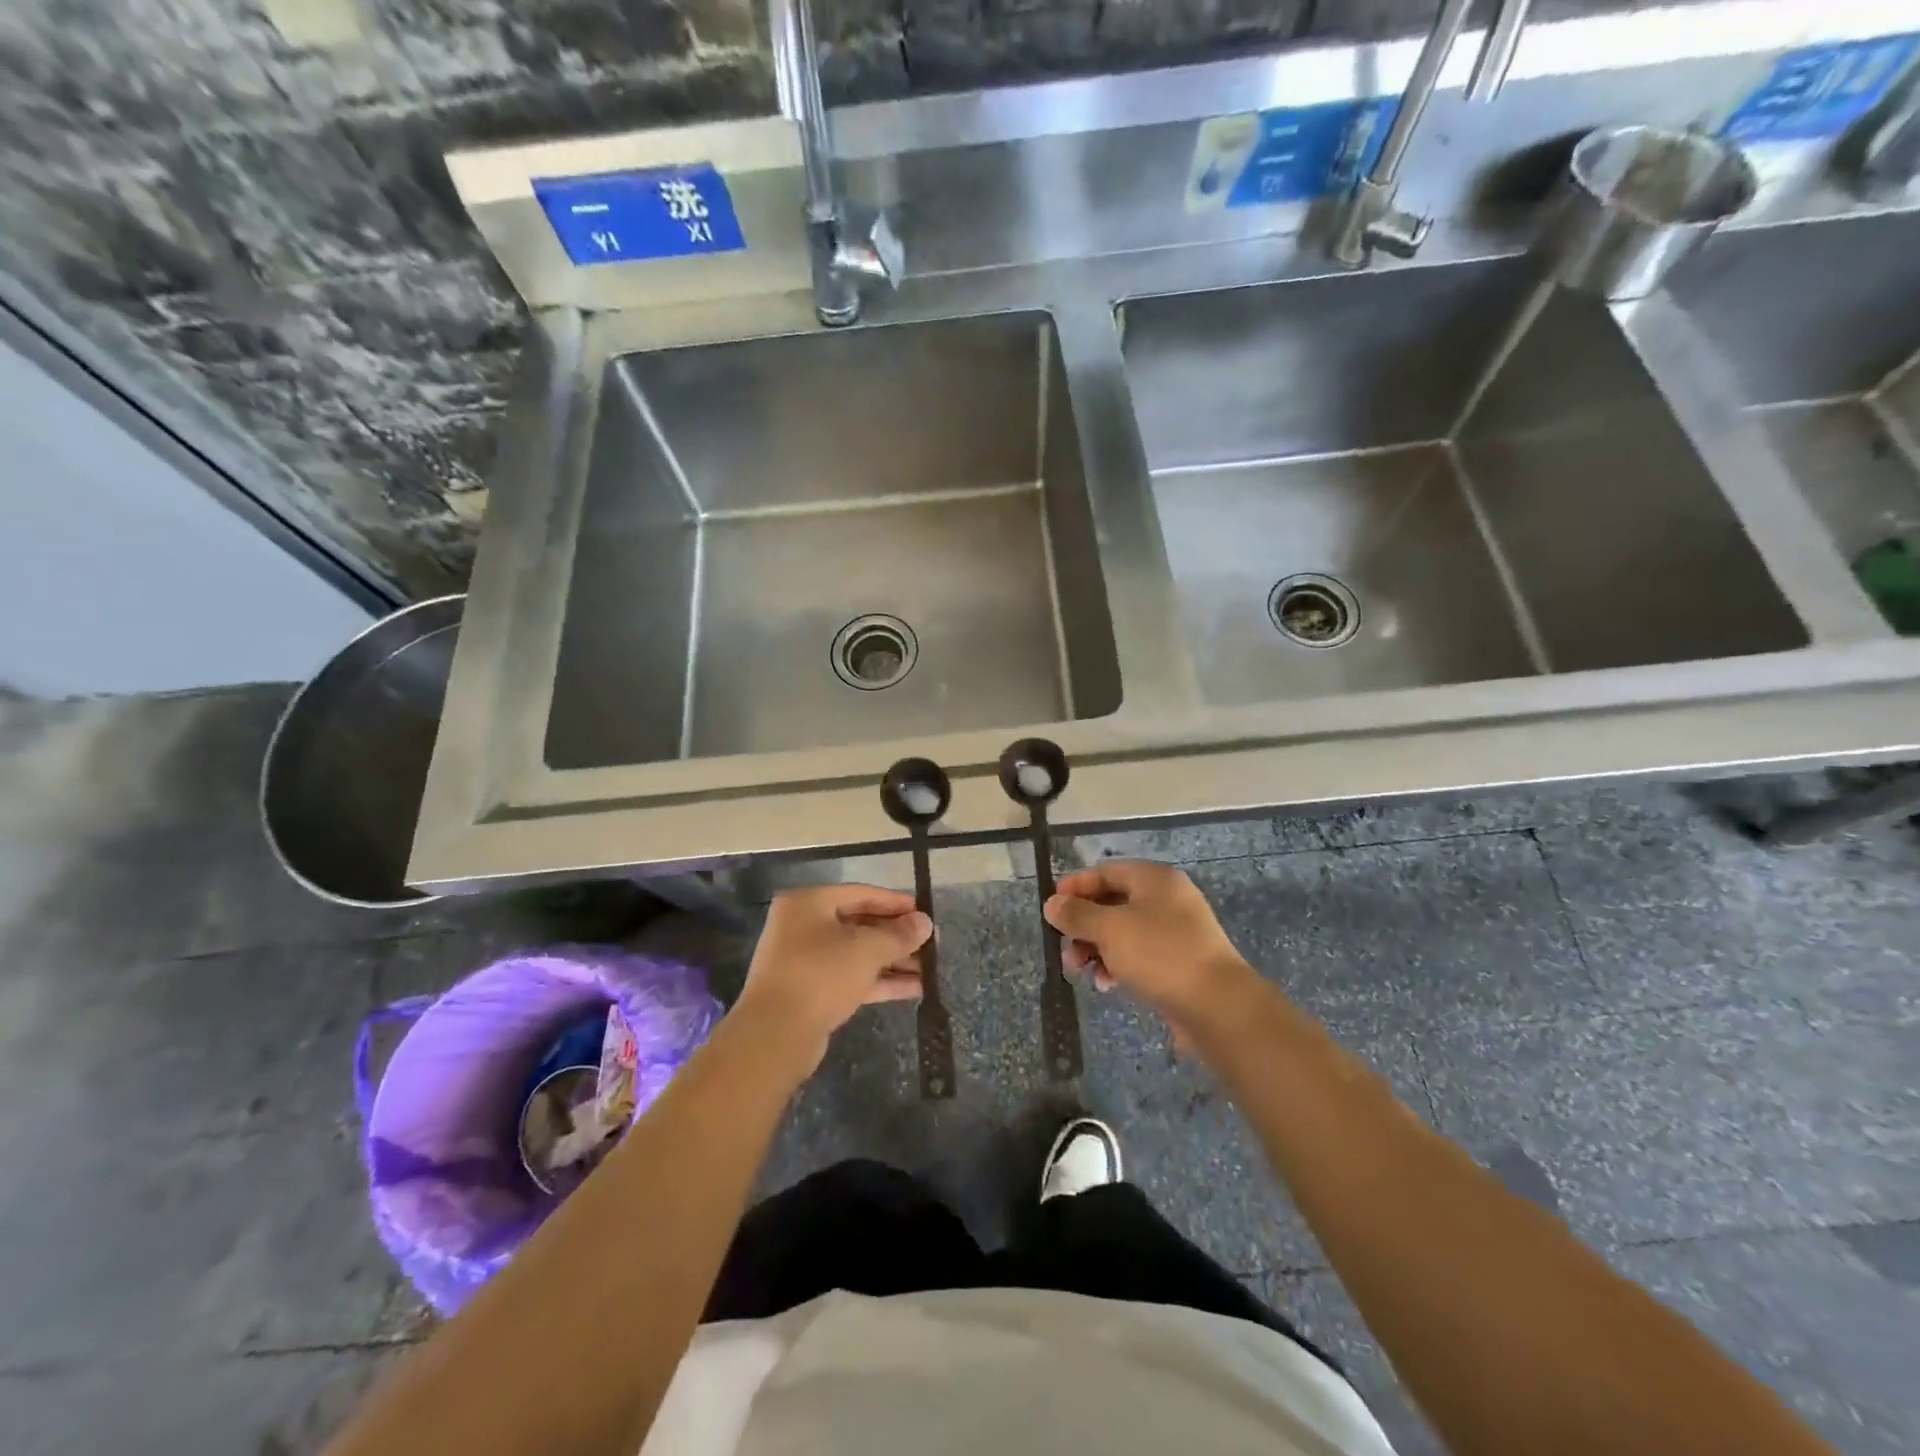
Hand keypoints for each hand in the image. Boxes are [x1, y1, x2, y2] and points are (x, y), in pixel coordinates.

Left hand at [732, 884, 931, 1072]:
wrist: (775, 1035)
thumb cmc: (821, 974)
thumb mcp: (867, 949)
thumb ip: (899, 934)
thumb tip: (925, 923)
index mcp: (808, 904)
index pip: (860, 894)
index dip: (895, 903)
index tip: (924, 912)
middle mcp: (802, 927)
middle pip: (858, 925)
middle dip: (896, 937)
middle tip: (929, 944)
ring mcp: (804, 962)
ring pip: (856, 955)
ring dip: (892, 961)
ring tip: (929, 969)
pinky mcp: (810, 993)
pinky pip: (851, 978)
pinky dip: (879, 981)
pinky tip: (914, 989)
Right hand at [1044, 861, 1260, 1047]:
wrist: (1218, 1006)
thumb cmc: (1160, 955)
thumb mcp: (1110, 929)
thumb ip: (1077, 915)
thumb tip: (1052, 904)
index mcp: (1154, 879)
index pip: (1105, 872)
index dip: (1074, 887)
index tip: (1051, 909)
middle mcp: (1167, 898)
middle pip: (1113, 902)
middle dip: (1083, 925)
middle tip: (1064, 947)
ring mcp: (1177, 931)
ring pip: (1124, 931)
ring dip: (1097, 948)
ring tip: (1082, 971)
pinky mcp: (1181, 961)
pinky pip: (1140, 954)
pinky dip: (1119, 964)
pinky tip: (1108, 984)